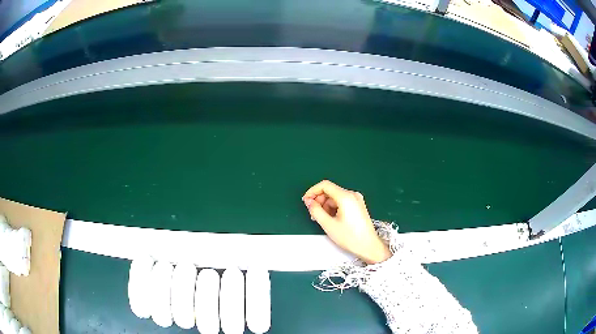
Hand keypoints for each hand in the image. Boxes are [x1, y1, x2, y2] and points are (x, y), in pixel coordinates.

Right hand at [302, 180, 390, 264]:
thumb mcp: (328, 224)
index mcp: (346, 197)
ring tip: (322, 219)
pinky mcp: (358, 205)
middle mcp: (352, 194)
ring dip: (325, 205)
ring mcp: (356, 199)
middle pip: (330, 191)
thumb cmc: (350, 237)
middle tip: (313, 214)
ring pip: (335, 197)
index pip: (325, 185)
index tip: (306, 201)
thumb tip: (308, 201)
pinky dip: (333, 208)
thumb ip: (315, 210)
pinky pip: (341, 202)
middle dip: (319, 200)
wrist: (368, 246)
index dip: (312, 191)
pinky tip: (331, 219)